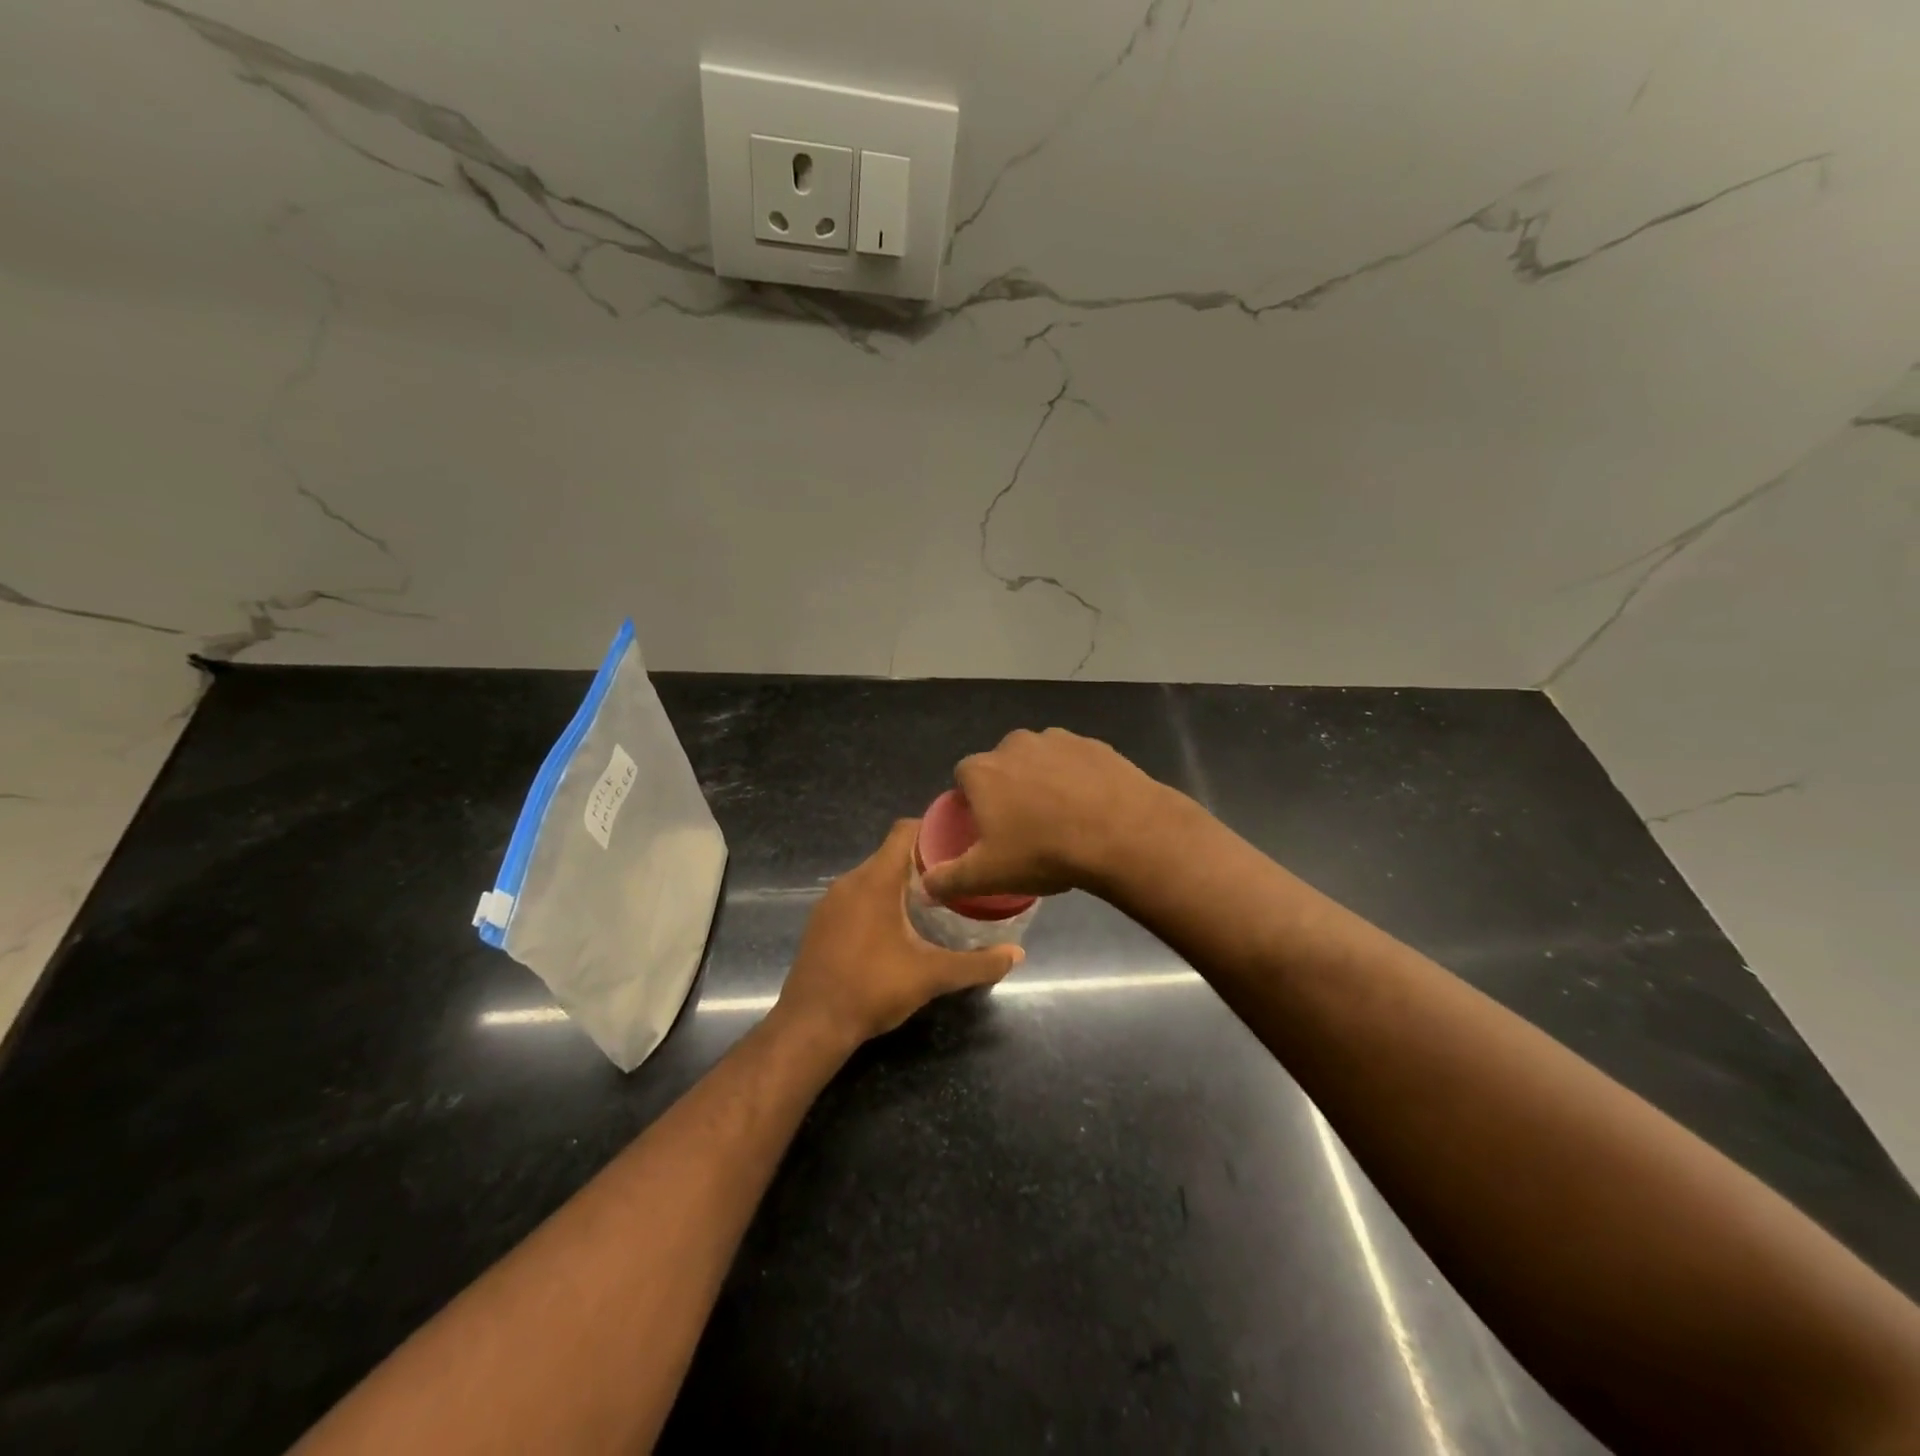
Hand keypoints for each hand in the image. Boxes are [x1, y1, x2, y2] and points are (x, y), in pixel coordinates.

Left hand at [776, 820, 1023, 1045]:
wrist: (811, 1025)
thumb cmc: (873, 988)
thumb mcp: (932, 975)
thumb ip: (978, 963)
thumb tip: (1018, 954)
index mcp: (876, 880)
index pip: (905, 831)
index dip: (933, 829)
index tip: (960, 841)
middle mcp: (850, 881)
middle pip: (891, 853)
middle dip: (923, 861)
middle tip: (956, 877)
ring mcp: (831, 901)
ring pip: (872, 876)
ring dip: (900, 883)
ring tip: (933, 902)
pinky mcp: (821, 921)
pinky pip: (855, 895)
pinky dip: (878, 900)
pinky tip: (896, 927)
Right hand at [922, 728, 1178, 902]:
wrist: (1121, 833)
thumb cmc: (1044, 852)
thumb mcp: (989, 875)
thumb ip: (948, 879)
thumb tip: (923, 887)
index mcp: (983, 770)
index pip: (963, 778)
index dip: (972, 802)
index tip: (988, 827)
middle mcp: (1015, 744)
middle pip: (1002, 765)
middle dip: (1009, 788)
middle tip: (1026, 825)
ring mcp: (1057, 740)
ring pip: (1040, 760)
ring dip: (1044, 780)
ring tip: (1062, 817)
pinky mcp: (1094, 744)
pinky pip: (1075, 762)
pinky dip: (1077, 778)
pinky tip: (1090, 807)